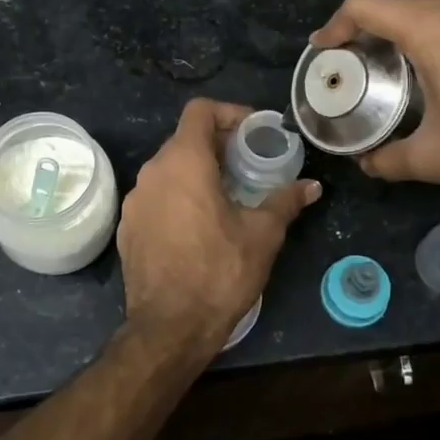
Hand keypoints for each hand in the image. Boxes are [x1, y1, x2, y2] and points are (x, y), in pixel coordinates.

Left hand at [117, 98, 319, 352]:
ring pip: (169, 169)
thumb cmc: (219, 272)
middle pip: (184, 139)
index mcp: (183, 162)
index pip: (200, 111)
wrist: (168, 328)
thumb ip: (285, 202)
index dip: (229, 113)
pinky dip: (179, 197)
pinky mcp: (128, 228)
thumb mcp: (262, 235)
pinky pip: (156, 197)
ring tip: (228, 194)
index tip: (254, 132)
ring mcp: (135, 201)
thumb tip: (312, 186)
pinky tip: (200, 225)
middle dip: (218, 145)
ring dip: (198, 172)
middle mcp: (152, 173)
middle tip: (249, 164)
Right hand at [309, 0, 439, 197]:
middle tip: (369, 66)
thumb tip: (366, 165)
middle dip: (378, 32)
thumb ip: (389, 160)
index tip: (327, 49)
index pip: (365, 5)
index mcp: (432, 30)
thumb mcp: (435, 159)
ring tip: (417, 69)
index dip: (336, 24)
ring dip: (421, 33)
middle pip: (404, 6)